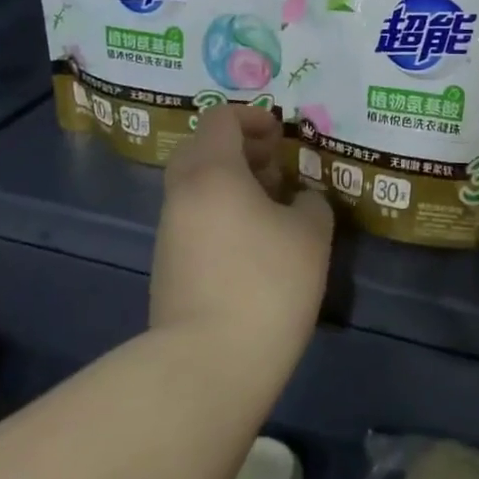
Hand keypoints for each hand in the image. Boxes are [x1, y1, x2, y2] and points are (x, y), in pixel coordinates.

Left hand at [150, 104, 334, 342]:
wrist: (208, 361)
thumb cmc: (266, 284)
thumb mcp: (311, 235)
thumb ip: (310, 203)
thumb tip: (299, 200)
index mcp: (212, 172)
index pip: (220, 119)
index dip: (253, 117)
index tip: (282, 137)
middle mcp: (182, 193)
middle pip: (202, 149)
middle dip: (241, 149)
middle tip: (277, 168)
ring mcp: (169, 231)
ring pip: (197, 186)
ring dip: (232, 183)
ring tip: (273, 207)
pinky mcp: (168, 265)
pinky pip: (194, 218)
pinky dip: (221, 213)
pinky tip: (253, 243)